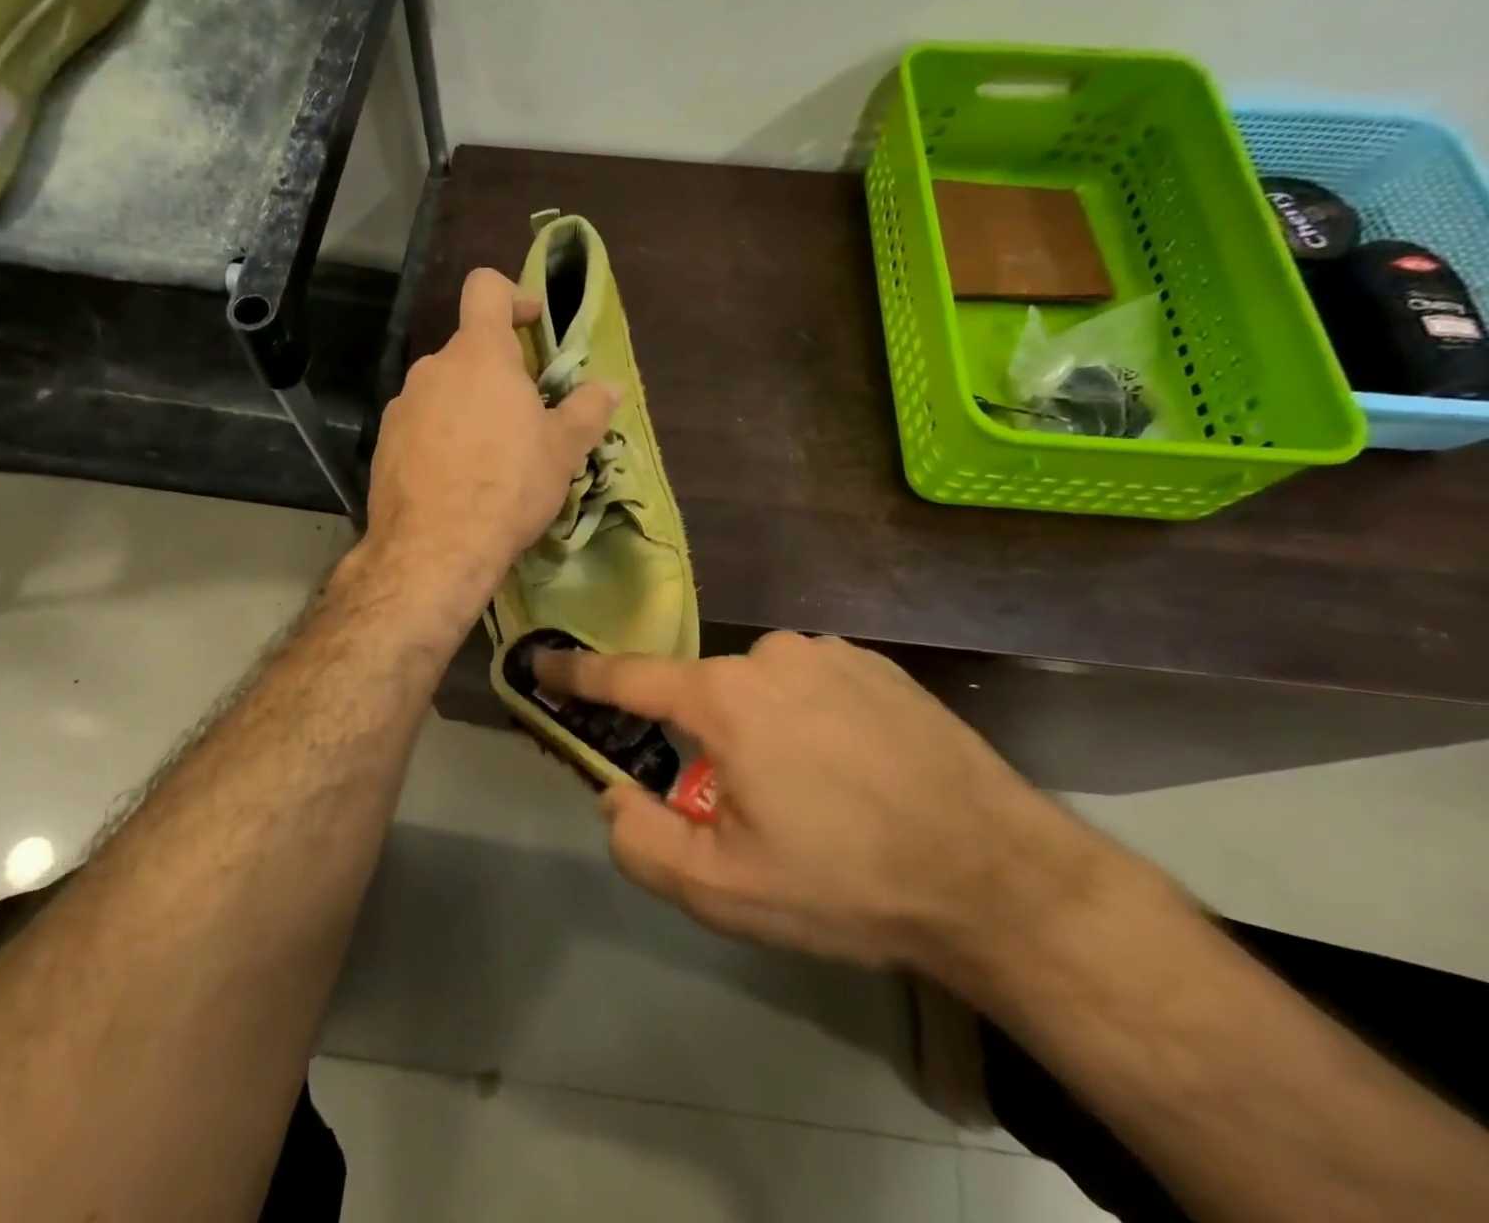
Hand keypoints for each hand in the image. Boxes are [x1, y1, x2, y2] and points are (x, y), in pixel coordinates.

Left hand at [367, 269, 618, 613]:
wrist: (434, 549)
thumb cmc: (509, 486)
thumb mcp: (562, 450)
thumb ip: (587, 410)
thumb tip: (610, 387)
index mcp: (479, 356)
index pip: (486, 289)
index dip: (513, 295)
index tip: (534, 325)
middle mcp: (433, 370)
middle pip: (470, 351)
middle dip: (500, 374)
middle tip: (528, 416)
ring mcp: (403, 407)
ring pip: (445, 391)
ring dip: (471, 408)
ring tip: (494, 457)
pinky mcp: (385, 444)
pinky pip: (422, 425)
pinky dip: (443, 437)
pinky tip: (459, 479)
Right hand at [534, 632, 1107, 972]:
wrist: (997, 876)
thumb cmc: (846, 882)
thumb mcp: (724, 889)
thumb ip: (643, 840)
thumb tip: (616, 793)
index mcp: (725, 698)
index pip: (628, 678)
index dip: (579, 673)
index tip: (543, 661)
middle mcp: (770, 655)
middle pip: (705, 695)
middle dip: (706, 745)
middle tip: (750, 810)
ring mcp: (829, 652)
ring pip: (760, 690)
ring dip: (762, 733)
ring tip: (816, 796)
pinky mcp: (877, 664)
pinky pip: (812, 684)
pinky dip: (809, 719)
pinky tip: (855, 770)